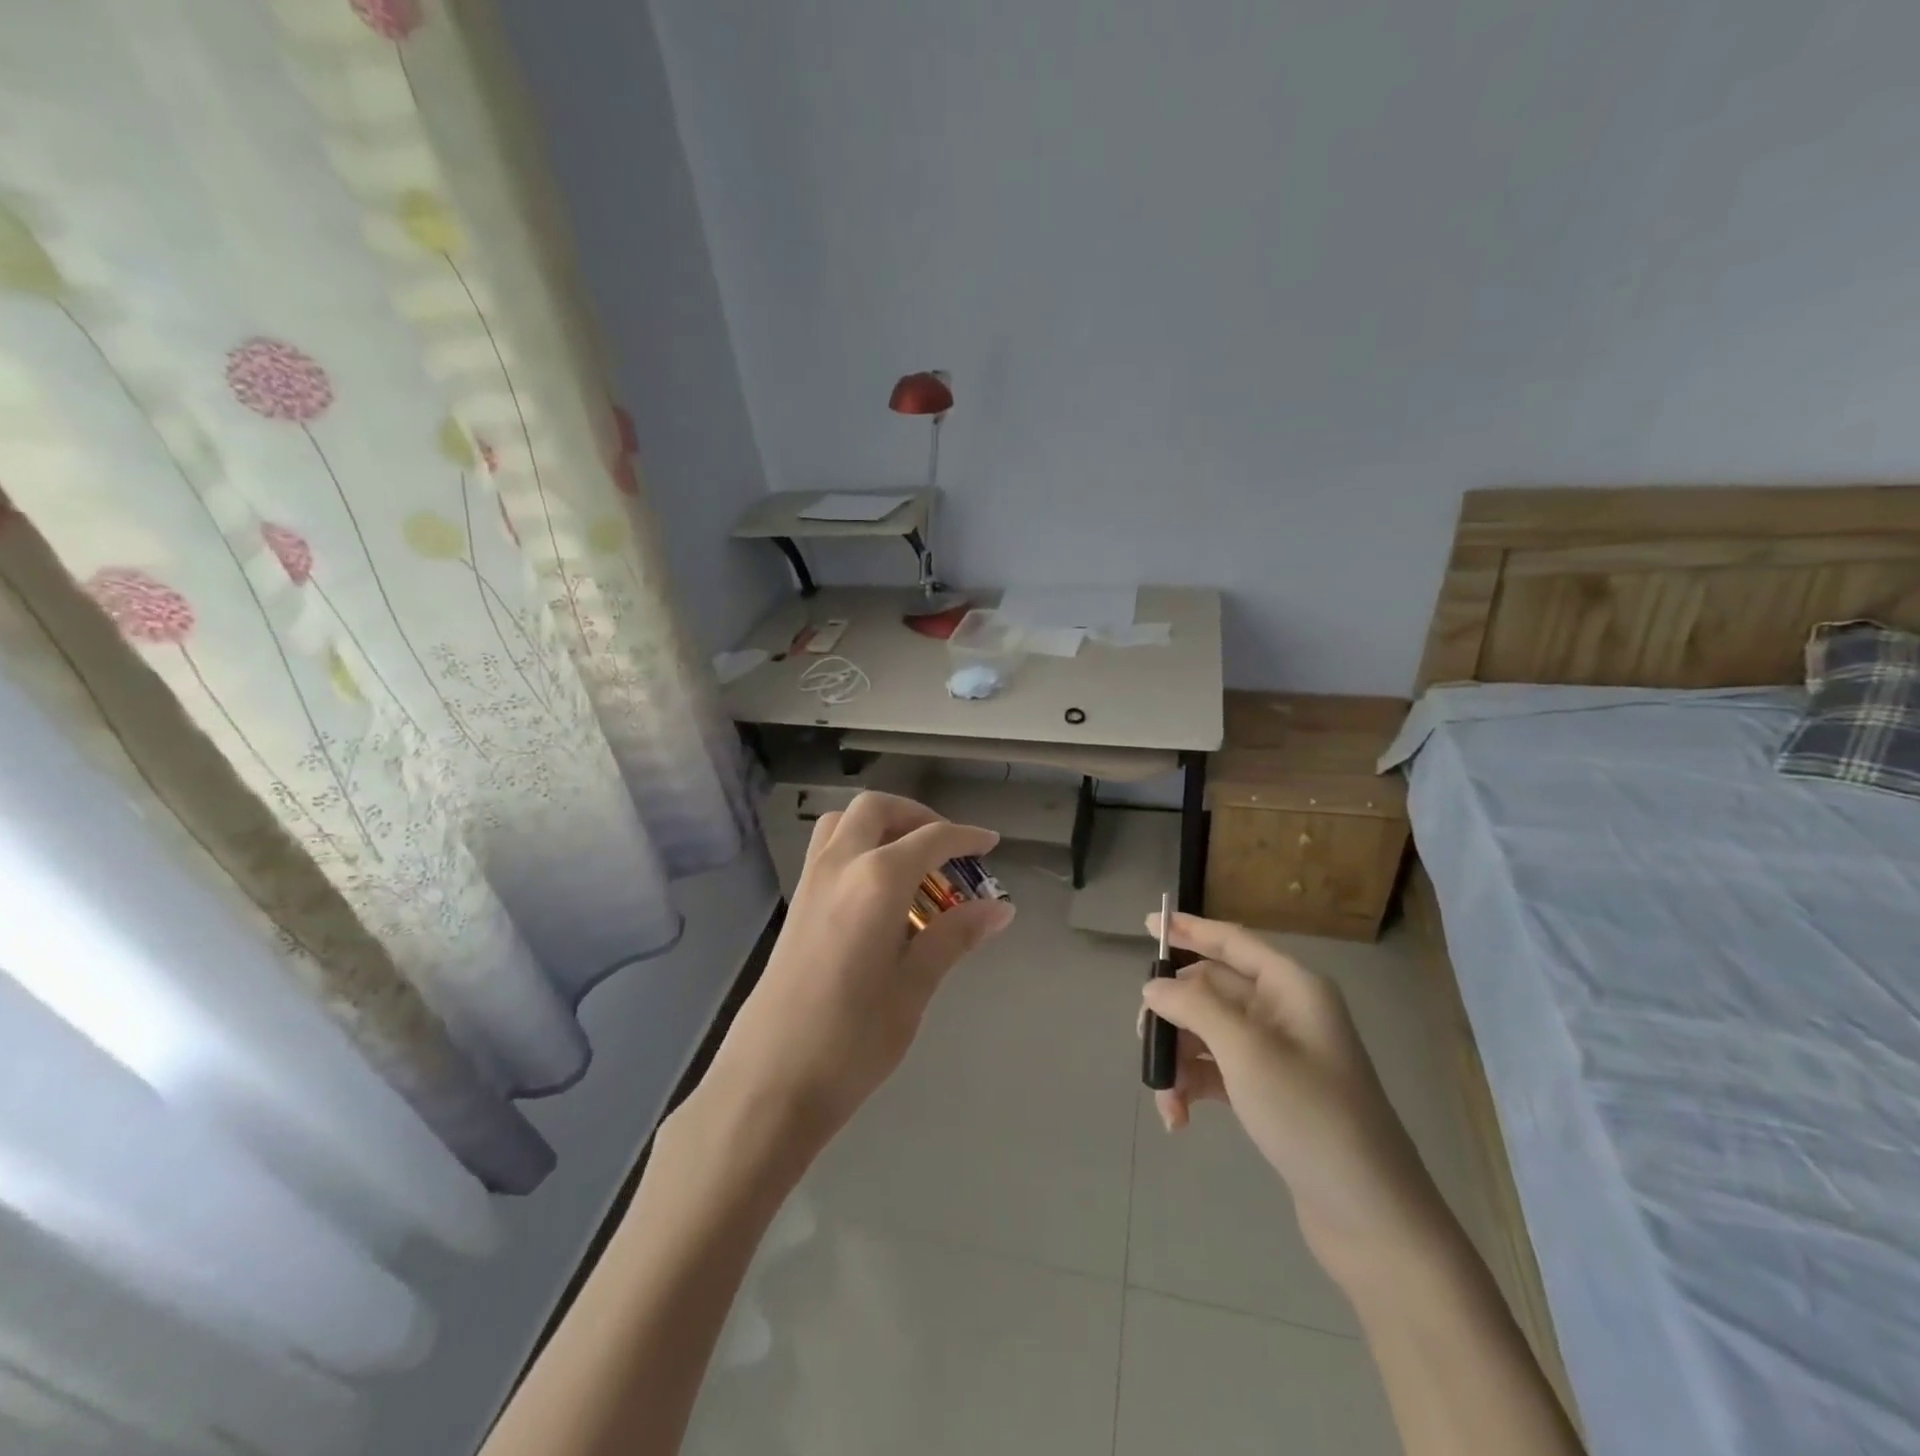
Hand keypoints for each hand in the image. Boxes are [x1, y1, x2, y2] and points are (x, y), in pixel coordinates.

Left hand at [703, 792, 1014, 1159]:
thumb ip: (954, 936)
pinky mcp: (795, 904)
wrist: (769, 1082)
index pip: (930, 839)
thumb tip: (999, 908)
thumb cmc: (852, 1040)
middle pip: (877, 810)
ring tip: (912, 862)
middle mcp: (839, 866)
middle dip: (918, 816)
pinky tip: (878, 892)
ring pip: (844, 822)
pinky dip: (858, 845)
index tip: (991, 844)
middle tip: (948, 848)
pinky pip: (828, 849)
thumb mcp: (914, 987)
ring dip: (881, 825)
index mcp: (876, 881)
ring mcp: (810, 882)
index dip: (965, 837)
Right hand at [1141, 912, 1451, 1290]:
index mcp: (1291, 987)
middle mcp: (1285, 1011)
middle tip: (1143, 1041)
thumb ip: (1194, 1007)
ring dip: (1179, 1059)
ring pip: (1208, 1033)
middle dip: (1173, 1014)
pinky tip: (1178, 1119)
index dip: (1188, 928)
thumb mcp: (1246, 1051)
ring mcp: (1279, 1054)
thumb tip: (1154, 986)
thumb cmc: (1311, 1116)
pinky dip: (1193, 1087)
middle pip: (1211, 990)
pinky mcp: (1271, 1092)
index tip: (1147, 922)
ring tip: (1166, 1101)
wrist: (1373, 1218)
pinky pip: (1217, 1071)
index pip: (1232, 941)